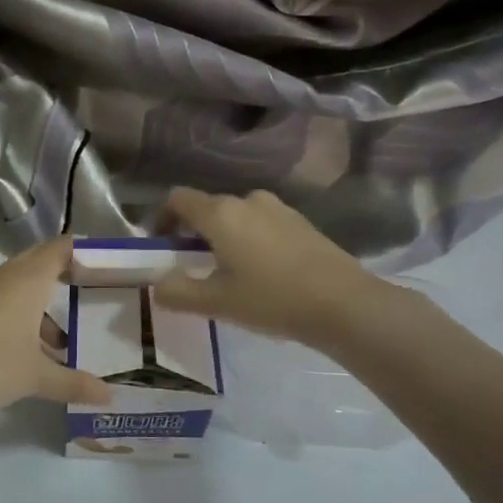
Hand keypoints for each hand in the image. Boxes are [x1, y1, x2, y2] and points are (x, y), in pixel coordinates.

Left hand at [0, 237, 112, 413]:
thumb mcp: (38, 377)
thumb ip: (75, 383)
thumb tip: (110, 396)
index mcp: (28, 279)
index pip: (60, 248)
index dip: (84, 252)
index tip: (107, 267)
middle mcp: (5, 276)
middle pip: (40, 261)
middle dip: (65, 275)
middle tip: (92, 293)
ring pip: (20, 284)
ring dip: (42, 303)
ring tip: (64, 339)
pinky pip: (3, 299)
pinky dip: (21, 314)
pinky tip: (29, 350)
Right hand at [153, 187, 400, 349]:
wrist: (344, 303)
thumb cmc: (272, 299)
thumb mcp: (216, 303)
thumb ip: (177, 292)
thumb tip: (158, 284)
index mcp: (220, 213)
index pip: (177, 199)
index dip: (162, 218)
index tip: (163, 245)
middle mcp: (246, 200)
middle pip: (208, 208)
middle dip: (194, 233)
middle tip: (195, 268)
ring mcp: (277, 208)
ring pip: (237, 216)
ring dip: (225, 237)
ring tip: (231, 273)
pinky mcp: (300, 221)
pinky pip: (262, 223)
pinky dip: (251, 240)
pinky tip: (264, 272)